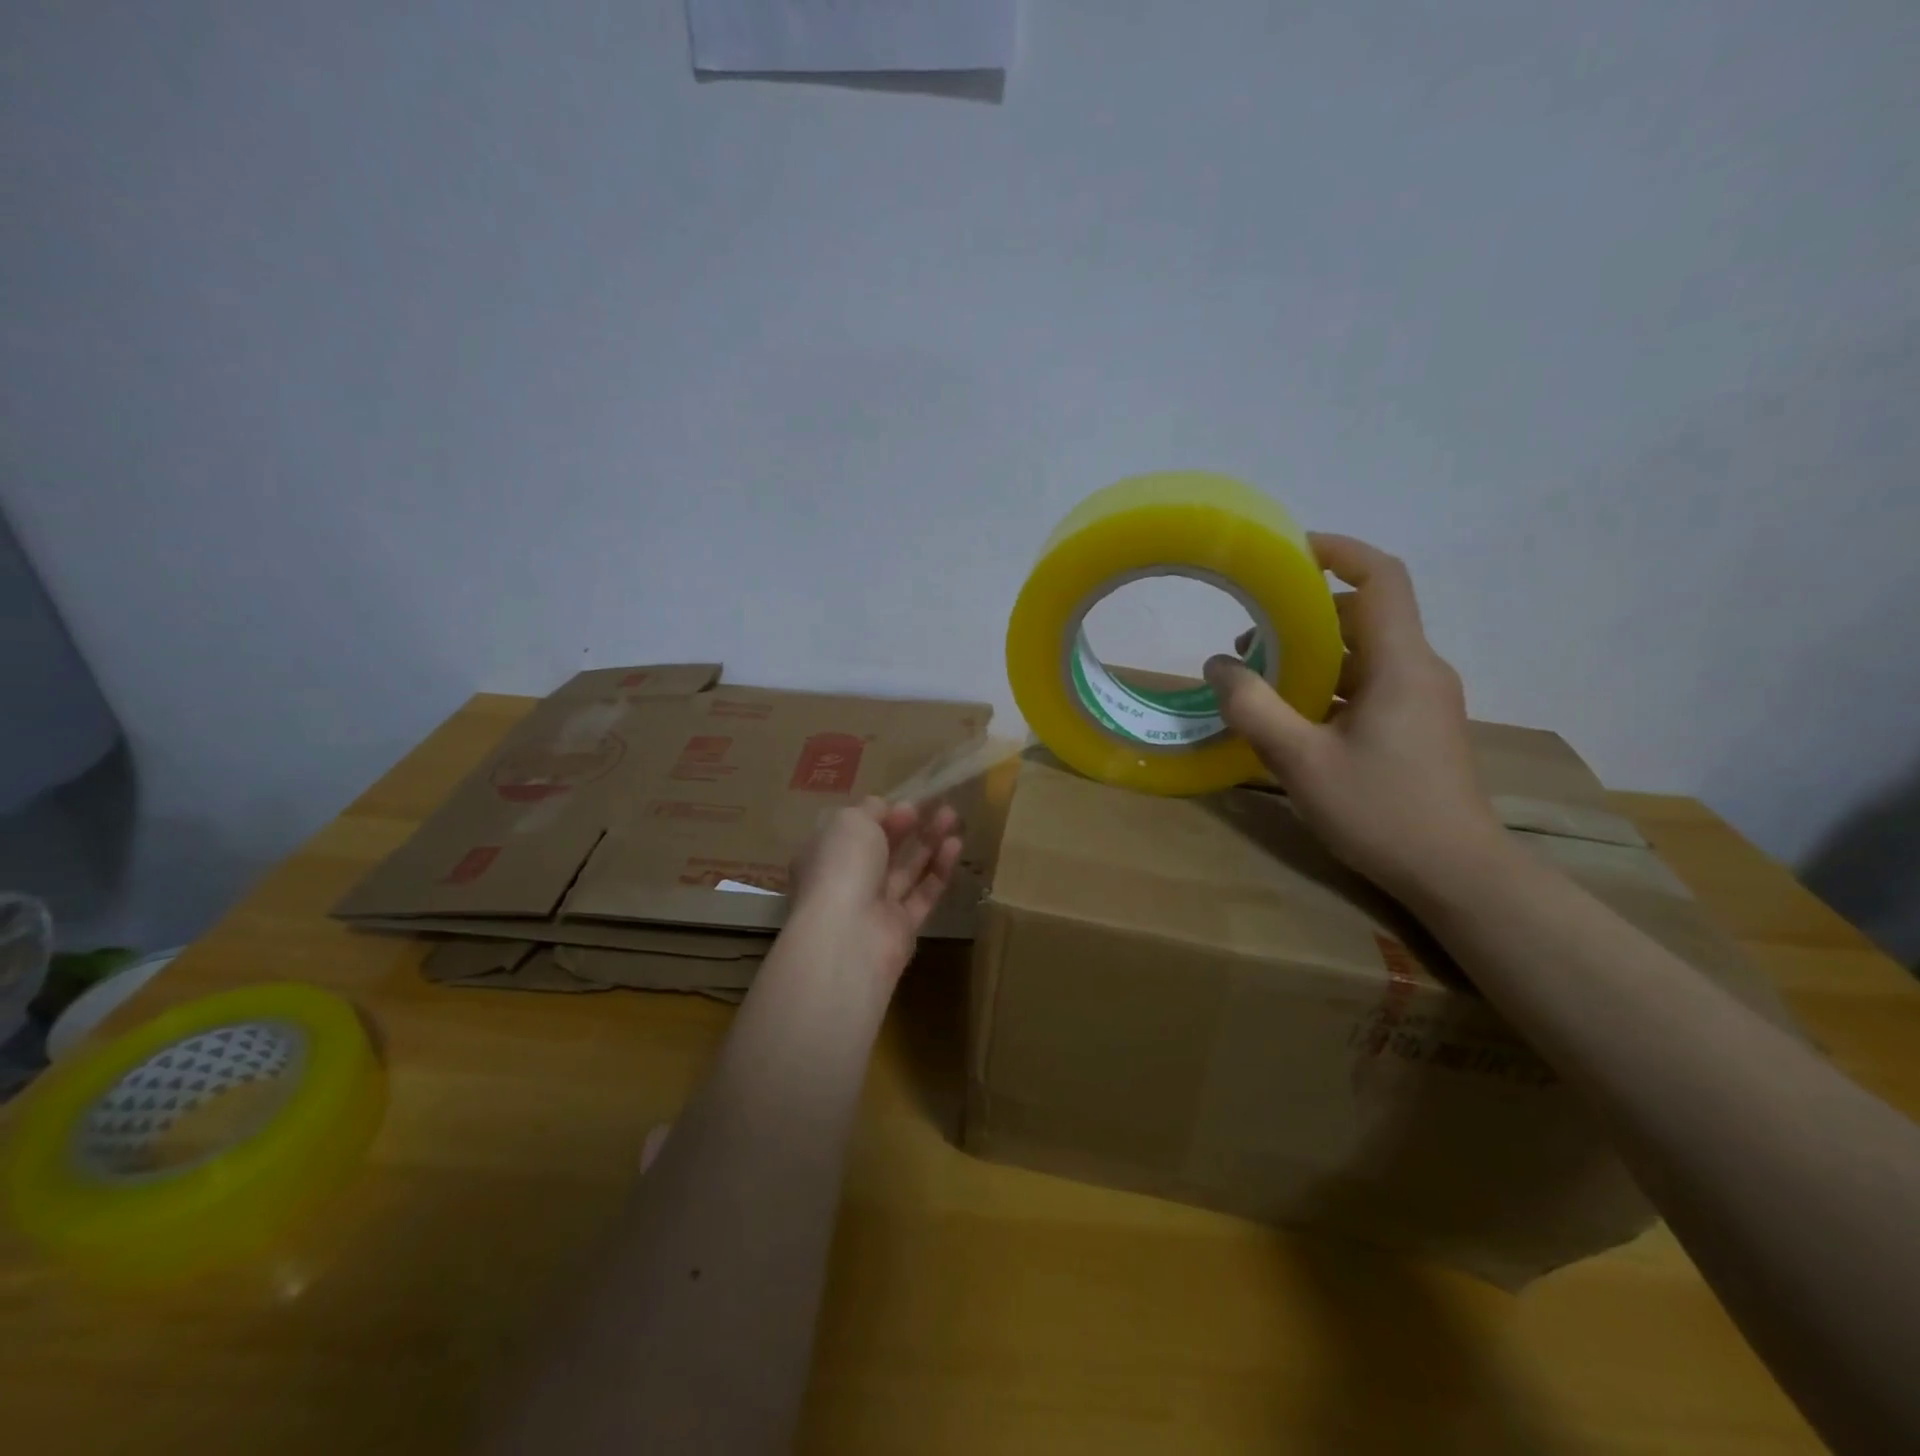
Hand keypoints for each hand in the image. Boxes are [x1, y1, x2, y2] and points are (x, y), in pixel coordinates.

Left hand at [789, 798, 962, 982]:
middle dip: (909, 826)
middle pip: (882, 850)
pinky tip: (956, 845)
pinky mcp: (901, 929)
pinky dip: (939, 870)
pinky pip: (923, 894)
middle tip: (938, 806)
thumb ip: (870, 810)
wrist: (848, 936)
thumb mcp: (850, 821)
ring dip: (929, 843)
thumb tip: (885, 808)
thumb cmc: (842, 866)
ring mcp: (874, 907)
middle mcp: (846, 881)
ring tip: (953, 817)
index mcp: (824, 855)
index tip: (908, 802)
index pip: (854, 831)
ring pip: (906, 870)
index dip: (882, 814)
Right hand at [1203, 533, 1504, 903]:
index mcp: (1400, 664)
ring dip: (1313, 657)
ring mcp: (1422, 700)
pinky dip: (1329, 685)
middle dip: (1304, 617)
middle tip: (1250, 643)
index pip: (1381, 578)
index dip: (1339, 551)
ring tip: (1260, 684)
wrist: (1458, 874)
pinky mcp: (1418, 727)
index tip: (1290, 550)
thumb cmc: (1381, 811)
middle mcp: (1419, 670)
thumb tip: (1218, 666)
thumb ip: (1254, 709)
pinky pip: (1370, 685)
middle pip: (1363, 616)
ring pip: (1364, 655)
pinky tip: (1293, 718)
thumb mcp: (1301, 761)